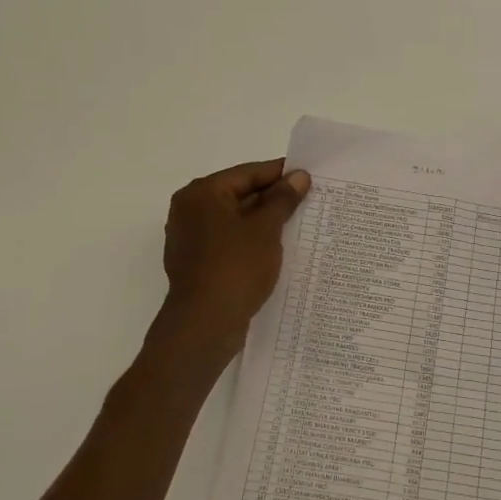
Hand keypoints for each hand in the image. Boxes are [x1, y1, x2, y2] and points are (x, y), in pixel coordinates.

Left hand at [154, 159, 311, 369]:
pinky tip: (279, 248)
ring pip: (236, 220)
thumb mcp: (265, 229)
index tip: (309, 175)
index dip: (280, 173)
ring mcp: (192, 239)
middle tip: (310, 199)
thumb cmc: (235, 268)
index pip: (248, 173)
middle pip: (240, 194)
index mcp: (202, 194)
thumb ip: (282, 199)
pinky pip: (230, 242)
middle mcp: (190, 210)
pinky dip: (252, 241)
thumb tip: (298, 176)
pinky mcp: (198, 263)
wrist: (204, 326)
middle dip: (274, 199)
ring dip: (265, 221)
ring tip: (300, 223)